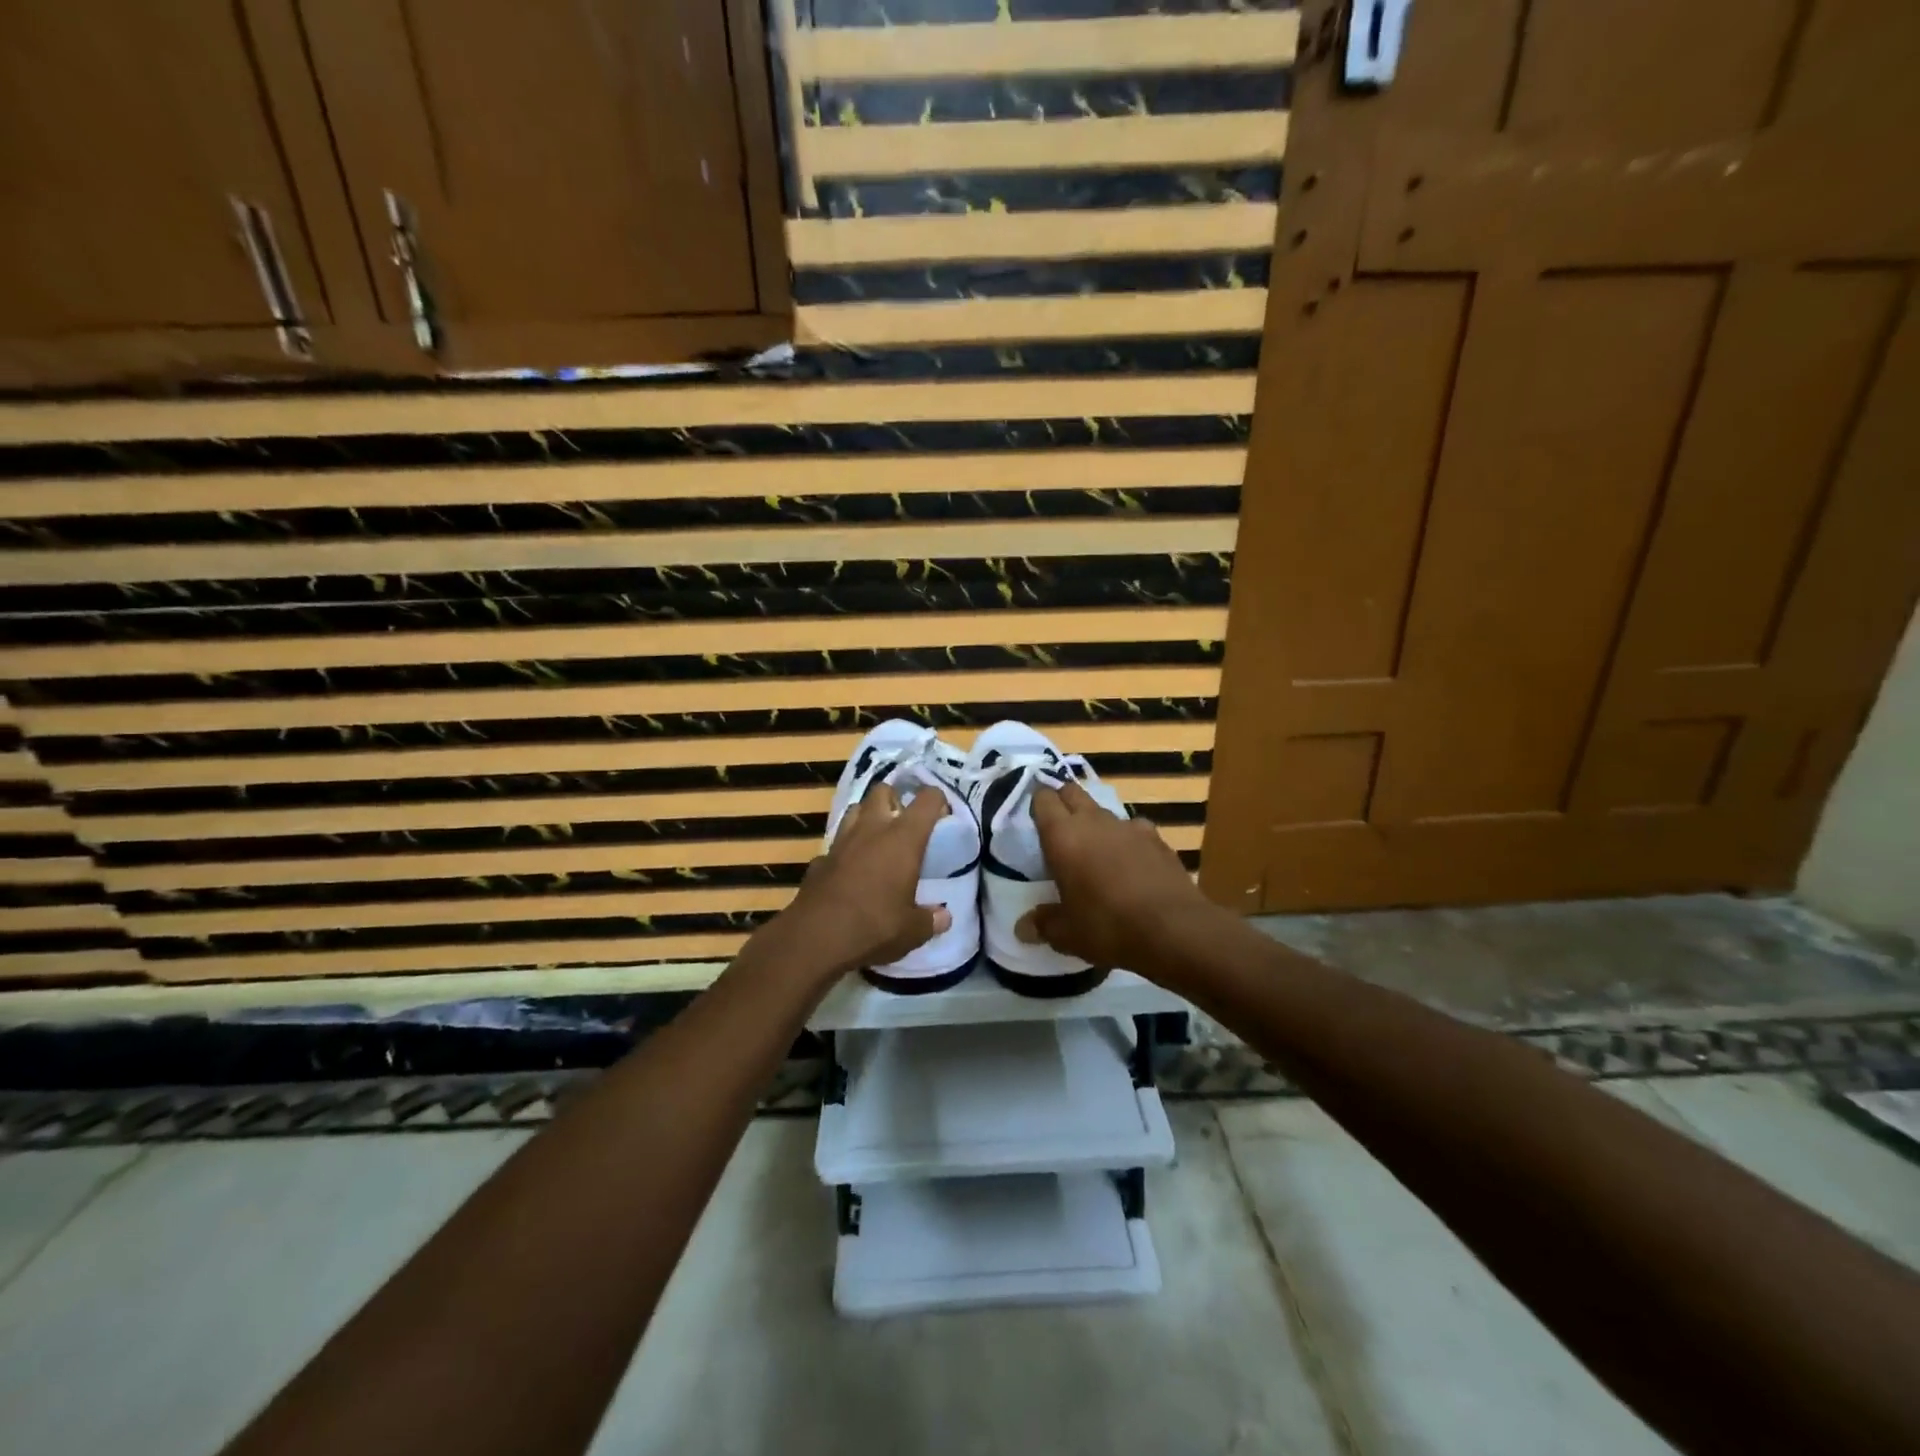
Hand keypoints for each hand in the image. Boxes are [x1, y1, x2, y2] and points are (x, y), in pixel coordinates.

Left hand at [761, 783, 950, 978]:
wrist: (815, 939)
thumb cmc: (874, 926)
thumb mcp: (912, 930)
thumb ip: (931, 919)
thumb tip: (944, 917)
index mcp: (903, 838)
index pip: (927, 799)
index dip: (938, 801)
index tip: (942, 817)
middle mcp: (872, 829)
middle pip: (882, 790)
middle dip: (895, 799)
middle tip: (904, 825)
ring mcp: (841, 842)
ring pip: (855, 810)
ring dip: (867, 818)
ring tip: (877, 840)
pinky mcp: (819, 859)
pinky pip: (836, 845)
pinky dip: (846, 851)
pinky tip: (850, 871)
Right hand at [1017, 781, 1222, 971]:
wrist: (1174, 929)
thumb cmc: (1108, 927)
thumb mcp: (1067, 934)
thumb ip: (1043, 924)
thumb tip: (1023, 927)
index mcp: (1063, 836)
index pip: (1043, 799)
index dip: (1036, 801)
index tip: (1032, 814)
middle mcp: (1093, 821)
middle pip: (1073, 792)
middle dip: (1063, 801)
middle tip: (1057, 826)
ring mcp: (1129, 826)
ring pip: (1103, 811)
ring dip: (1094, 822)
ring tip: (1093, 849)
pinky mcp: (1157, 838)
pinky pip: (1133, 829)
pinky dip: (1126, 840)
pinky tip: (1130, 863)